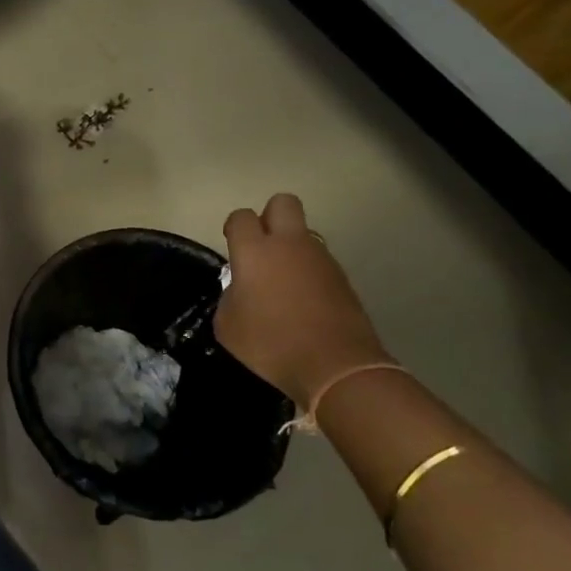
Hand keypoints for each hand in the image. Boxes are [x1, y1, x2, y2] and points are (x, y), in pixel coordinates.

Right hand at [214, 196, 392, 406]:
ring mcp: (321, 259)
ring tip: (283, 283)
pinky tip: (303, 302)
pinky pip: (319, 262)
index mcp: (255, 251)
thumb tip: (241, 289)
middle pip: (283, 203)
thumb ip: (229, 296)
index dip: (234, 228)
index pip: (241, 216)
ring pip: (304, 233)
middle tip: (261, 248)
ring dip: (292, 248)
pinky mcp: (343, 278)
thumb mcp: (227, 325)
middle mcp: (289, 244)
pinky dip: (309, 273)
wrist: (336, 367)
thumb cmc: (271, 344)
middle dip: (270, 217)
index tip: (232, 248)